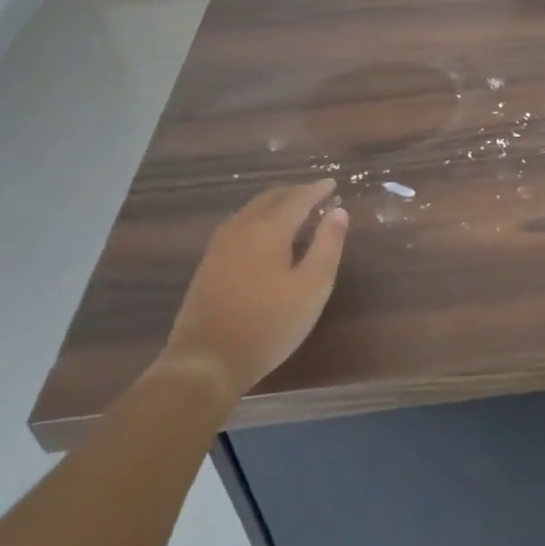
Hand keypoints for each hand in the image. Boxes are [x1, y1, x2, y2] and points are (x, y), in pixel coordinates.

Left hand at [162, 180, 347, 396]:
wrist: (206, 362)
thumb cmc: (268, 325)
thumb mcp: (312, 288)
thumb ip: (328, 246)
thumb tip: (339, 211)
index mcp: (269, 230)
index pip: (297, 199)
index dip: (316, 190)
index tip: (332, 184)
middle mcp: (242, 228)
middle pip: (270, 198)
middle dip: (294, 192)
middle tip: (315, 194)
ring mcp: (220, 245)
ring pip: (251, 209)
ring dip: (274, 203)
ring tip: (293, 209)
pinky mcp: (208, 263)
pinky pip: (238, 224)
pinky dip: (258, 217)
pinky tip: (263, 233)